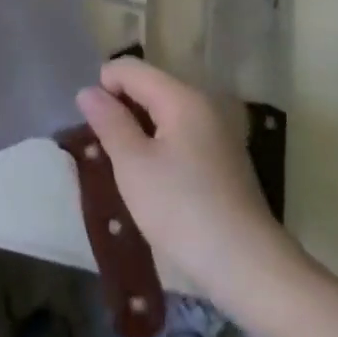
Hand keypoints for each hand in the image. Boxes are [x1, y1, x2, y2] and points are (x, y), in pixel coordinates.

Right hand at [78, 57, 294, 304]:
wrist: (249, 267)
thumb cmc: (183, 210)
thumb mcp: (134, 166)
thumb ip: (110, 123)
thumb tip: (88, 91)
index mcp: (181, 96)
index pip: (131, 69)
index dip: (103, 87)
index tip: (91, 126)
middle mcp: (203, 103)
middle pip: (150, 87)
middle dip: (122, 109)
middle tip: (105, 150)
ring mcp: (218, 131)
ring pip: (166, 113)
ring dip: (140, 131)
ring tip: (125, 167)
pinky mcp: (225, 158)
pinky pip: (183, 134)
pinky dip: (162, 146)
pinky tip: (155, 182)